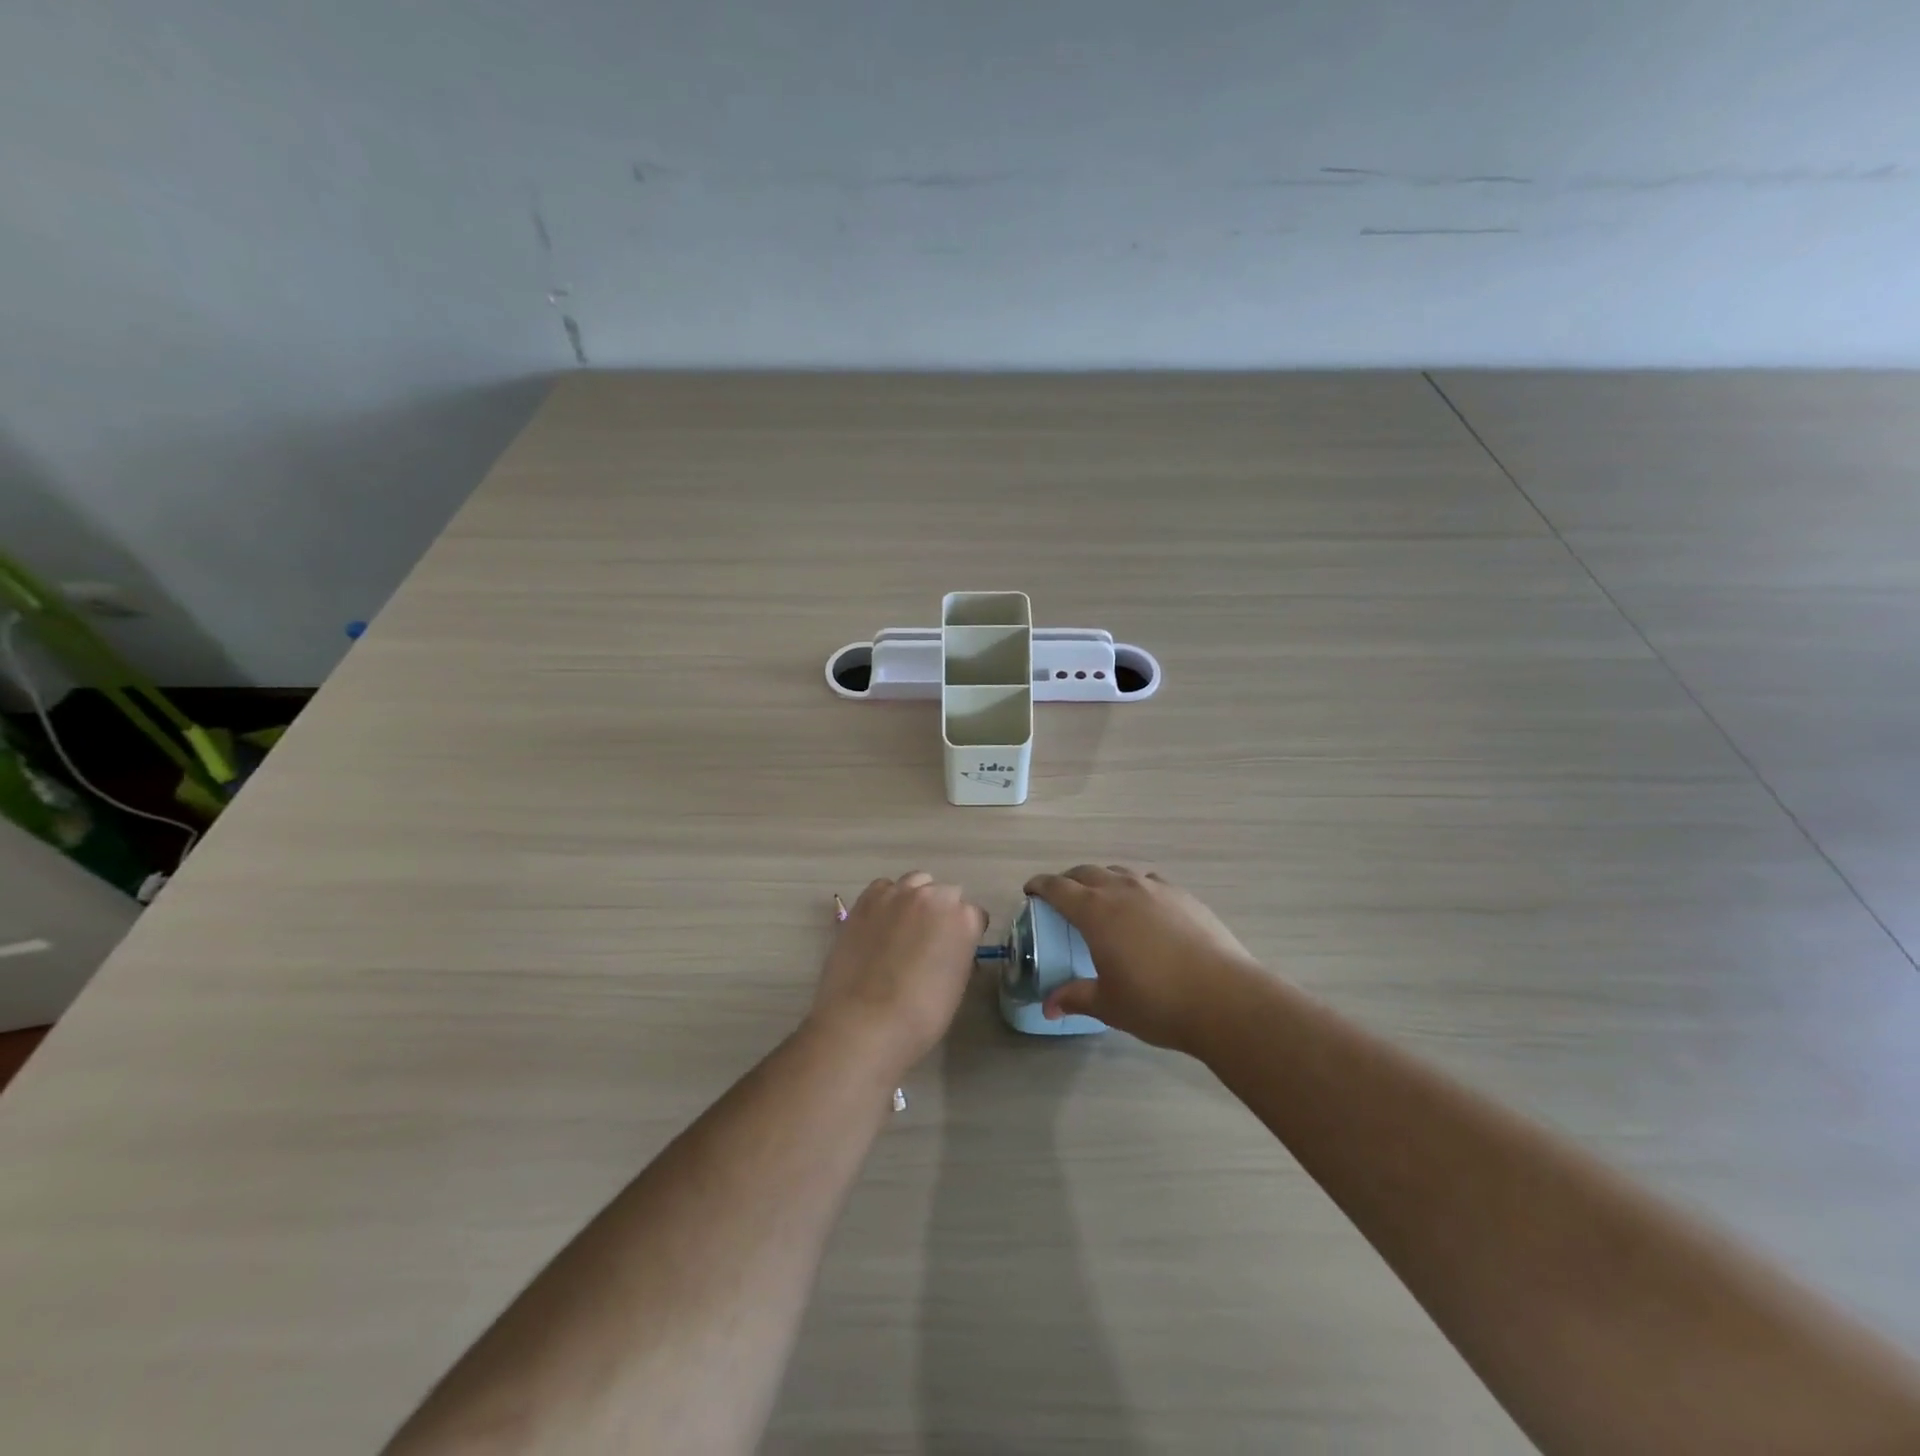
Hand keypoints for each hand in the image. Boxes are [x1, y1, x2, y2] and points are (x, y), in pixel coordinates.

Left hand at [809, 872, 987, 1078]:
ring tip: (903, 927)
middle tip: (929, 940)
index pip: (975, 915)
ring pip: (916, 883)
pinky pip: (884, 887)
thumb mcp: (956, 986)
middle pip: (946, 893)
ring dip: (916, 899)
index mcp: (964, 919)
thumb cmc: (920, 1016)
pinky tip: (880, 923)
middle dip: (942, 913)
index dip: (966, 934)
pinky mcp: (867, 899)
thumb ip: (958, 954)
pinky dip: (886, 900)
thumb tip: (949, 948)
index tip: (955, 950)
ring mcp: (898, 894)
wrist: (864, 1022)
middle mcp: (934, 897)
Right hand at [1023, 865, 1261, 1051]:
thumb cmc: (1156, 1002)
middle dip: (1069, 880)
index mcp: (1096, 911)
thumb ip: (1075, 998)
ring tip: (1102, 900)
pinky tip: (1142, 908)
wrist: (1224, 997)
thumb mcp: (1109, 1004)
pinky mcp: (1184, 896)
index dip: (1040, 886)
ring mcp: (1156, 889)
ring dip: (1102, 880)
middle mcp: (1122, 890)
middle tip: (1062, 897)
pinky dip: (1134, 888)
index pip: (1058, 888)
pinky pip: (1148, 882)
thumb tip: (1048, 1007)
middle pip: (1087, 872)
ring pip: (1119, 873)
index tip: (1030, 891)